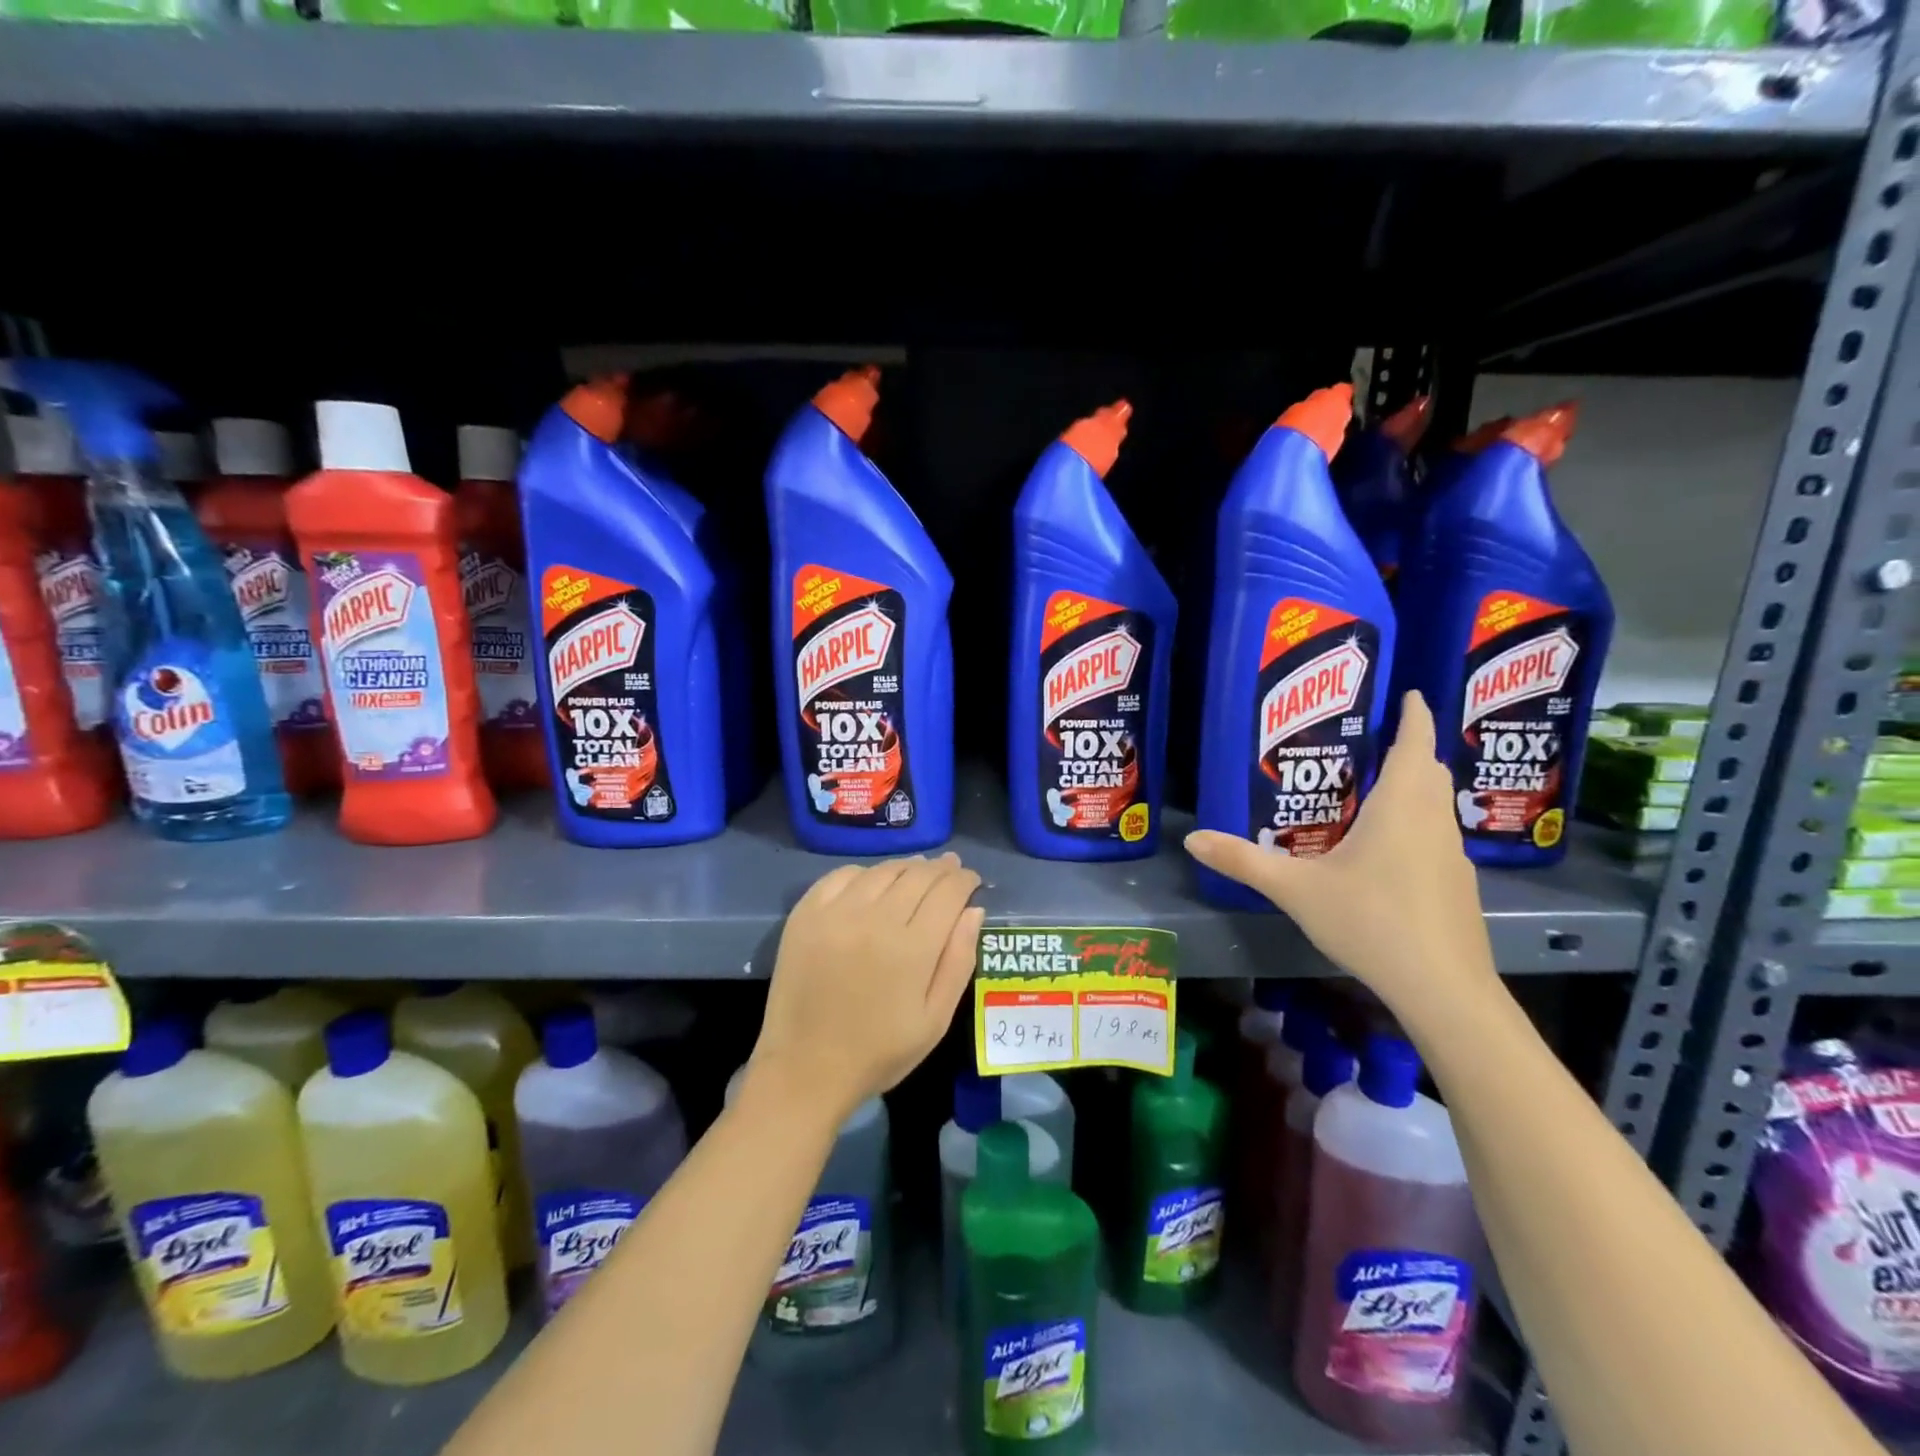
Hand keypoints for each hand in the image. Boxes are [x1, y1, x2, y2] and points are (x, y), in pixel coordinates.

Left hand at [749, 853, 984, 1124]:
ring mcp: (836, 912)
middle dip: (941, 869)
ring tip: (918, 871)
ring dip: (907, 866)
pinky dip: (866, 873)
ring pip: (883, 870)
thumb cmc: (879, 1052)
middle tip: (950, 869)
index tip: (971, 879)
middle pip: (917, 874)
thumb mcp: (935, 1019)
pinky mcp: (806, 914)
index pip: (948, 892)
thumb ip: (958, 961)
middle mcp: (875, 918)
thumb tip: (974, 910)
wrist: (804, 1069)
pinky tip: (873, 882)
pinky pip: (842, 875)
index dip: (964, 880)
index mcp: (912, 948)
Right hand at [1184, 692, 1498, 1017]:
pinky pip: (1437, 838)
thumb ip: (1244, 861)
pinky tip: (1386, 853)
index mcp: (1400, 806)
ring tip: (1373, 792)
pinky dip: (1417, 826)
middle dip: (1410, 750)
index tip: (1412, 694)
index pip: (1415, 743)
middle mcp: (1433, 821)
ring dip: (1414, 788)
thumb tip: (1192, 839)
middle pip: (1429, 771)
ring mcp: (1453, 855)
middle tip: (1373, 742)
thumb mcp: (1296, 889)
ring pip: (1436, 805)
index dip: (1416, 714)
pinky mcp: (1458, 887)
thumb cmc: (1371, 921)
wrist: (1443, 988)